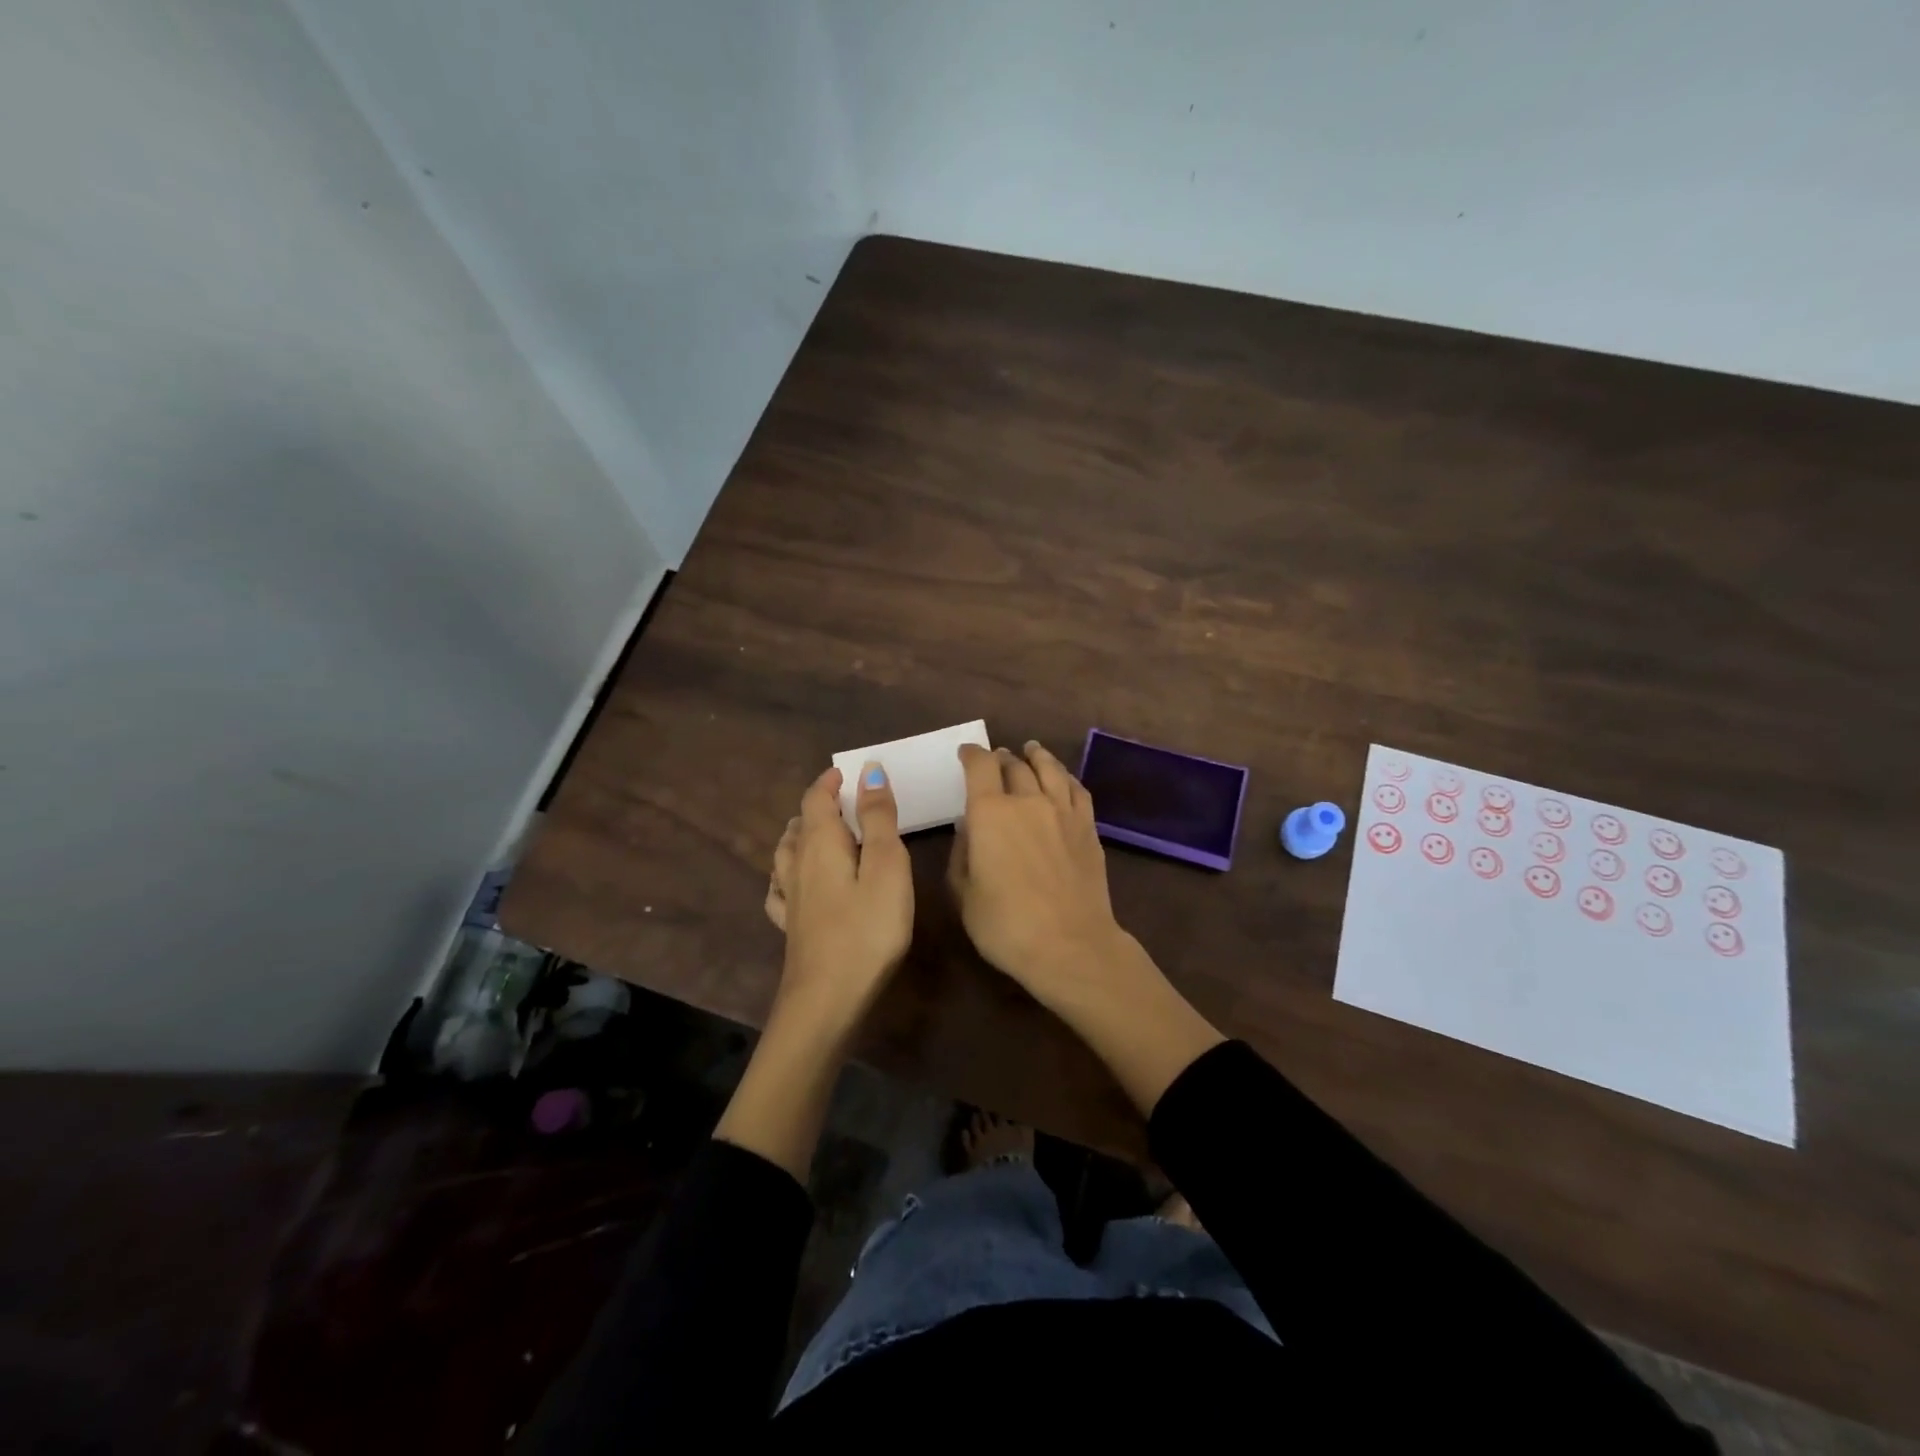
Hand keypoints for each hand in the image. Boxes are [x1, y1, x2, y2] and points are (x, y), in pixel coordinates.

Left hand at [762, 762, 913, 1039]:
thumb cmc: (867, 929)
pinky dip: (786, 873)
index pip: (817, 800)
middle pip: (800, 824)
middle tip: (840, 800)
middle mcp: (797, 865)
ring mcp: (789, 898)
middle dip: (817, 806)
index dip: (829, 782)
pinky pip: (780, 888)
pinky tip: (790, 882)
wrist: (827, 999)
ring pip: (785, 854)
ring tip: (814, 831)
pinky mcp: (790, 927)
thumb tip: (868, 770)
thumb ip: (878, 817)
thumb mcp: (886, 866)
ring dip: (799, 835)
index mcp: (821, 844)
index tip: (846, 772)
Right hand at [949, 740, 1224, 1114]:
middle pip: (1014, 765)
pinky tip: (1062, 779)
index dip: (971, 754)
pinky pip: (1076, 789)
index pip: (980, 766)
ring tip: (1031, 750)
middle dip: (1001, 758)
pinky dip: (1065, 777)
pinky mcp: (1088, 827)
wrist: (1070, 945)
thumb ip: (961, 854)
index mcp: (990, 812)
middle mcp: (1027, 800)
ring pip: (1049, 769)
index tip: (966, 753)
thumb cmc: (1006, 925)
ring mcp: (1063, 811)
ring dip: (1037, 756)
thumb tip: (969, 829)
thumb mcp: (963, 894)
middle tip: (996, 759)